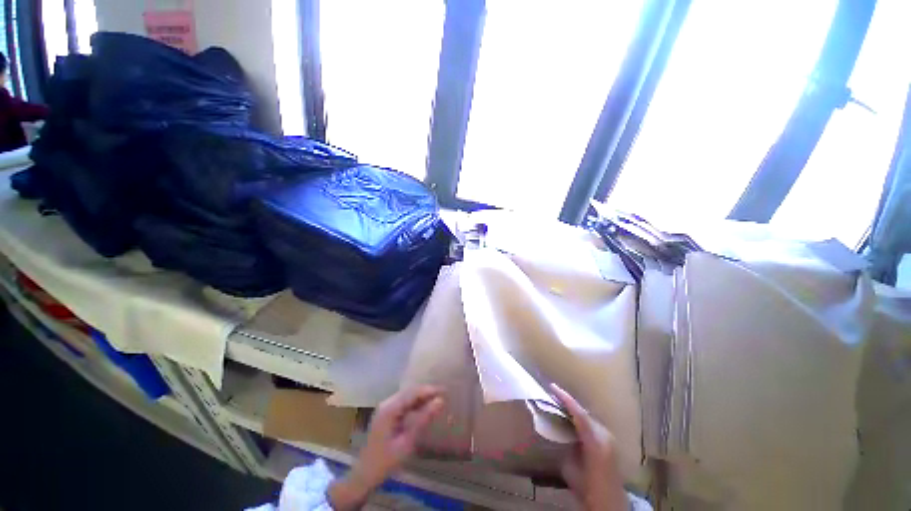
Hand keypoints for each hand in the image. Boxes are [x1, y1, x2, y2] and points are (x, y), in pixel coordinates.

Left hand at [329, 386, 444, 509]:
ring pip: (407, 396)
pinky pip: (403, 402)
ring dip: (421, 397)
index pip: (413, 392)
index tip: (445, 391)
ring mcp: (385, 407)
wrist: (364, 474)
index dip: (429, 390)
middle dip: (426, 392)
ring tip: (437, 400)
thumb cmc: (386, 460)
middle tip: (444, 394)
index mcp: (390, 408)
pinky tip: (424, 408)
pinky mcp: (386, 413)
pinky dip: (415, 403)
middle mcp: (387, 403)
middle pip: (409, 391)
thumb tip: (440, 401)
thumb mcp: (407, 441)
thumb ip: (423, 419)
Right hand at [552, 384, 627, 510]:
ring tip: (559, 405)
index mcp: (595, 442)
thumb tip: (557, 431)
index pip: (579, 414)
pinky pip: (592, 425)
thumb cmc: (588, 489)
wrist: (610, 506)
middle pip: (584, 413)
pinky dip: (581, 420)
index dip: (566, 399)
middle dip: (568, 403)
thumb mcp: (571, 470)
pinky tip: (572, 422)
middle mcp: (605, 436)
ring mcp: (610, 439)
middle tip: (552, 396)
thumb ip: (565, 447)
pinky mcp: (610, 443)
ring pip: (588, 418)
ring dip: (574, 411)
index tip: (553, 387)